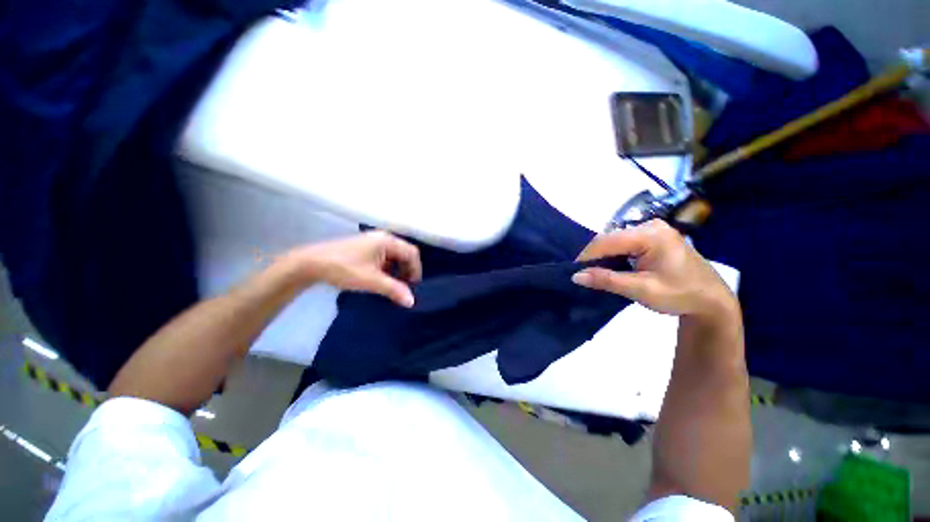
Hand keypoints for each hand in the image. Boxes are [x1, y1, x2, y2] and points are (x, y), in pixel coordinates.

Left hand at [289, 231, 422, 306]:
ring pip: (395, 256)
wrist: (310, 263)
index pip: (412, 253)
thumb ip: (394, 290)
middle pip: (405, 254)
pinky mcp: (365, 247)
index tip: (413, 287)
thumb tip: (411, 302)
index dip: (416, 270)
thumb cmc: (344, 268)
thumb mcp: (371, 280)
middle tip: (404, 287)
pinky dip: (387, 268)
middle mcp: (383, 238)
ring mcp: (373, 241)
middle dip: (407, 271)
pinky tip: (380, 279)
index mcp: (387, 241)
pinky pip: (384, 257)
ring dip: (397, 270)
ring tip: (392, 286)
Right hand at [572, 220, 737, 320]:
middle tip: (584, 275)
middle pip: (610, 238)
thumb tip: (576, 276)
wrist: (712, 300)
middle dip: (595, 256)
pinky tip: (611, 267)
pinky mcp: (654, 237)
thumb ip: (607, 280)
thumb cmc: (680, 295)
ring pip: (615, 240)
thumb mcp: (641, 290)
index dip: (586, 256)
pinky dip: (614, 255)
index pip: (606, 240)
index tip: (574, 272)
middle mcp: (651, 225)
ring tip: (595, 273)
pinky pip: (624, 243)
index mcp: (651, 235)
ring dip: (603, 256)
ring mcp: (653, 229)